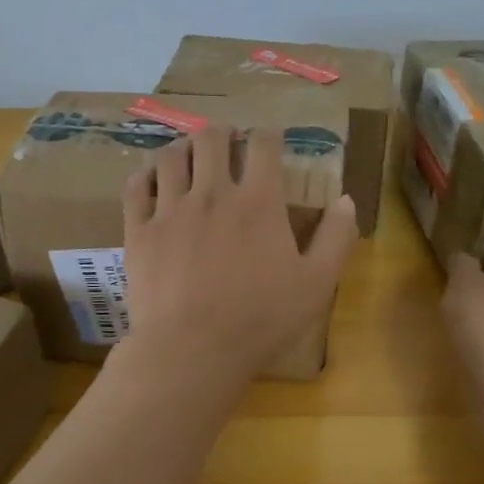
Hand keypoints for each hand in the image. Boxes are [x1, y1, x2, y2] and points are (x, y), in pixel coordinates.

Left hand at [121, 125, 358, 382]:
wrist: (191, 350)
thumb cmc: (259, 320)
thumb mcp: (315, 284)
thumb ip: (336, 238)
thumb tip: (346, 200)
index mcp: (258, 201)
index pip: (263, 144)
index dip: (269, 134)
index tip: (270, 140)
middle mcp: (213, 193)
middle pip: (212, 137)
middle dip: (222, 132)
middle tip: (227, 144)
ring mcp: (171, 209)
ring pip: (172, 155)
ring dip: (184, 148)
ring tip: (190, 157)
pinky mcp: (140, 230)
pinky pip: (137, 185)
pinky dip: (145, 174)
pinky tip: (152, 179)